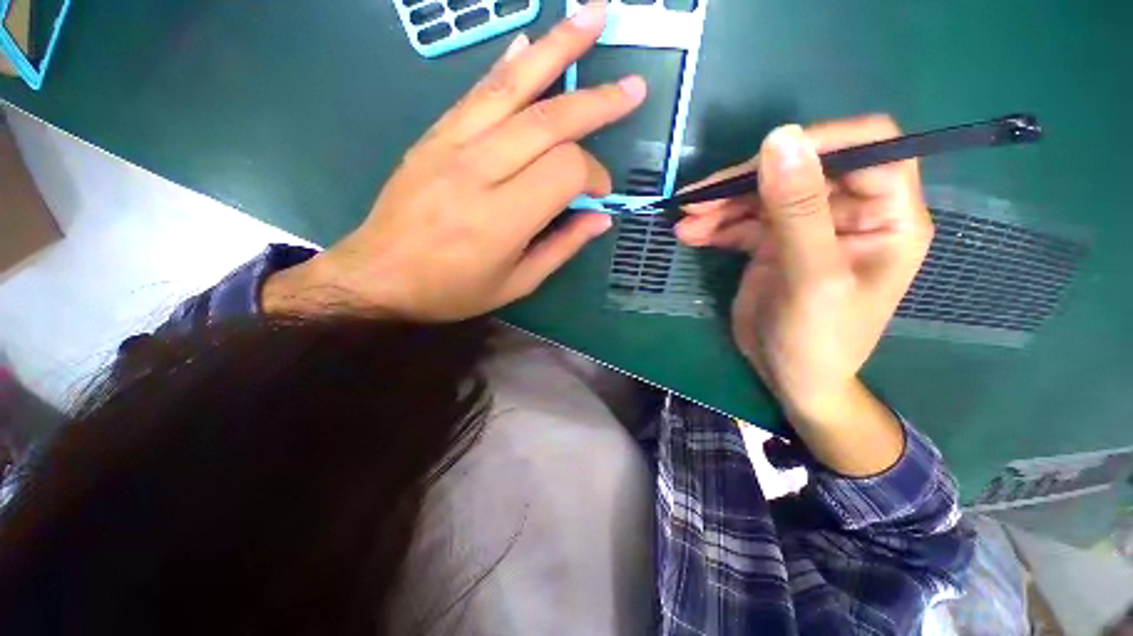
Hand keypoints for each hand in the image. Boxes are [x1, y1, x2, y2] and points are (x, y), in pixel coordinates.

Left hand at [266, 2, 645, 320]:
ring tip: (593, 16)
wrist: (379, 276)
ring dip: (557, 48)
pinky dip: (509, 63)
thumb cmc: (452, 290)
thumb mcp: (516, 284)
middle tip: (634, 88)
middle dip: (597, 102)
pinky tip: (531, 41)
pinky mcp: (434, 136)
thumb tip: (600, 218)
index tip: (599, 194)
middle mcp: (478, 172)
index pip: (565, 170)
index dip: (594, 175)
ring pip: (512, 87)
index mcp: (503, 219)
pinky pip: (477, 91)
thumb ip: (561, 247)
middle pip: (548, 121)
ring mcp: (451, 146)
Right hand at [676, 116, 933, 473]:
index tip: (760, 160)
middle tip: (699, 199)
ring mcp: (805, 226)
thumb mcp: (813, 278)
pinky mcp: (772, 243)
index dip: (817, 142)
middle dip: (746, 181)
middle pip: (800, 169)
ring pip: (763, 194)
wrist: (790, 377)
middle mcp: (848, 212)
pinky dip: (715, 224)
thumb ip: (799, 211)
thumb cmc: (819, 339)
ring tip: (686, 219)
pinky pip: (742, 221)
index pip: (868, 146)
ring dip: (721, 204)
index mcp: (886, 215)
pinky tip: (690, 233)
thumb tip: (780, 138)